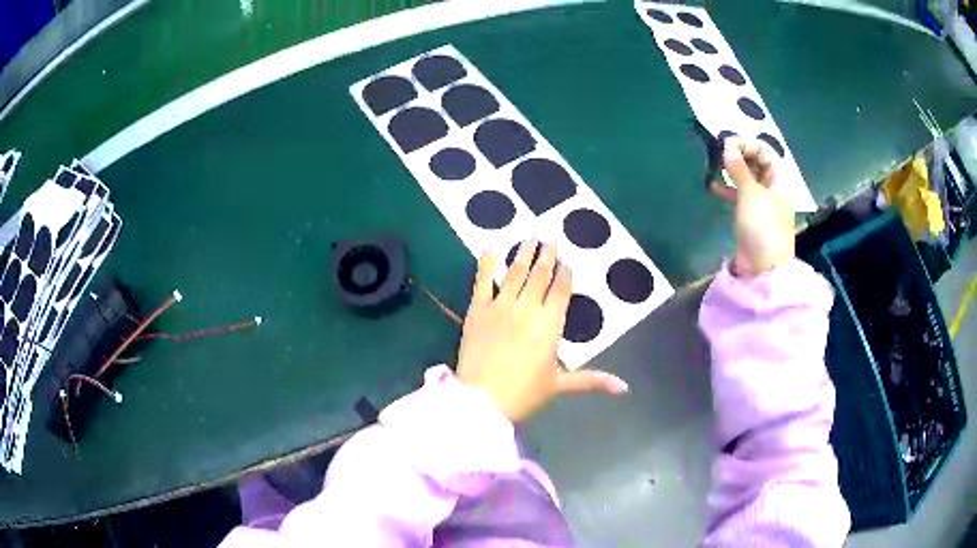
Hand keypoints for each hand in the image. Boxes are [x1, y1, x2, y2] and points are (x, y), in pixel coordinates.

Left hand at [456, 241, 628, 421]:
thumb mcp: (560, 385)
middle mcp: (528, 308)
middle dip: (547, 255)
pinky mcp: (477, 309)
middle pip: (540, 275)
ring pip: (516, 272)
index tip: (567, 259)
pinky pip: (483, 279)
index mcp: (550, 324)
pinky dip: (488, 260)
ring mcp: (501, 305)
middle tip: (551, 237)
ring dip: (524, 253)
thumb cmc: (524, 393)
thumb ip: (592, 380)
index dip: (565, 273)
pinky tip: (492, 243)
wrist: (483, 400)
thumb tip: (624, 387)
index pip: (561, 290)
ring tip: (530, 236)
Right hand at [710, 138, 794, 276]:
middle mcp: (773, 187)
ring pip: (748, 178)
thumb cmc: (762, 226)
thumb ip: (739, 168)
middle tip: (719, 155)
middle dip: (739, 155)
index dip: (746, 144)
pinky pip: (741, 195)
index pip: (764, 151)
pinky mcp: (752, 216)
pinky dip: (729, 189)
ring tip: (716, 167)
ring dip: (733, 171)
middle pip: (757, 163)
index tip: (726, 145)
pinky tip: (714, 186)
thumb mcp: (750, 193)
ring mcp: (763, 202)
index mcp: (779, 179)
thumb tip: (728, 146)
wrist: (763, 267)